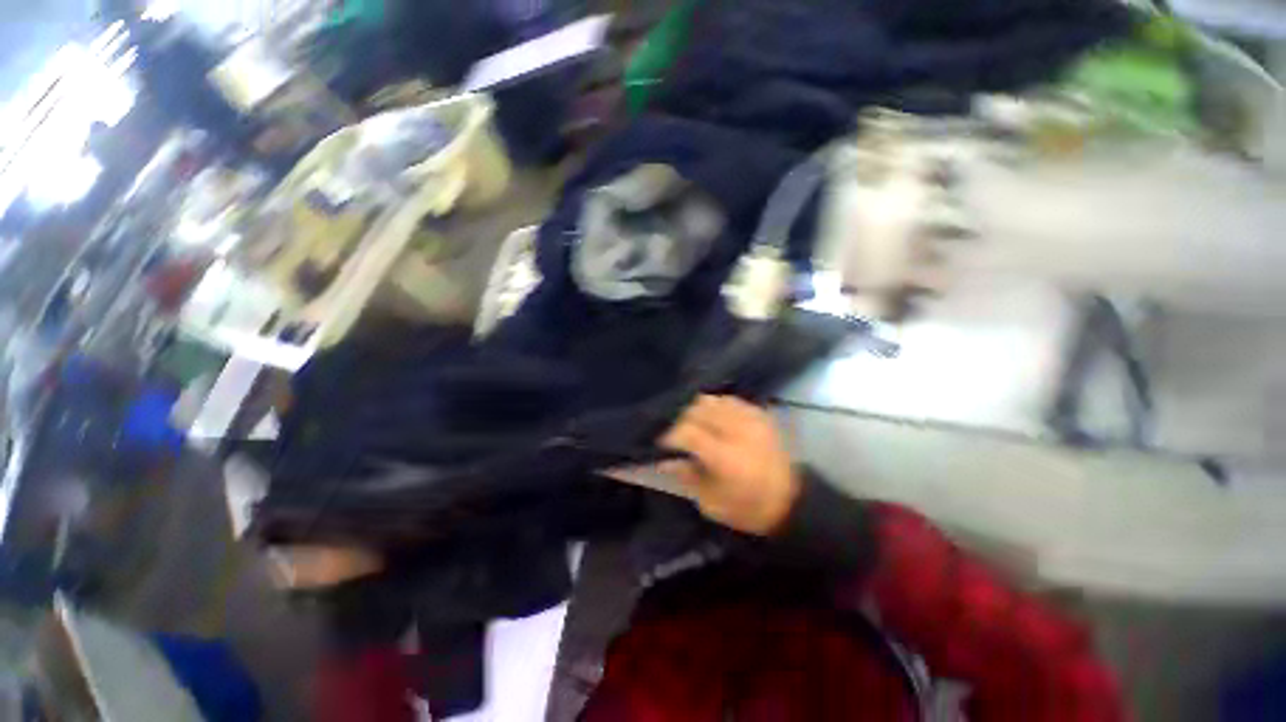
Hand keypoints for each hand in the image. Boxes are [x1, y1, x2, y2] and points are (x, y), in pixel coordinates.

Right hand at [660, 395, 800, 534]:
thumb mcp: (711, 503)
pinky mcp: (760, 415)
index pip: (687, 431)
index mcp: (725, 457)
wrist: (791, 502)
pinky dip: (717, 406)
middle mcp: (737, 431)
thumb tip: (664, 460)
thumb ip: (686, 476)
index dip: (671, 435)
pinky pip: (731, 400)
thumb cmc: (747, 508)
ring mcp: (751, 419)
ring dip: (699, 410)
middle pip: (698, 409)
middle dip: (682, 420)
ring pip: (713, 400)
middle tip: (679, 434)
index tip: (664, 445)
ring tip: (696, 425)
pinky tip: (715, 419)